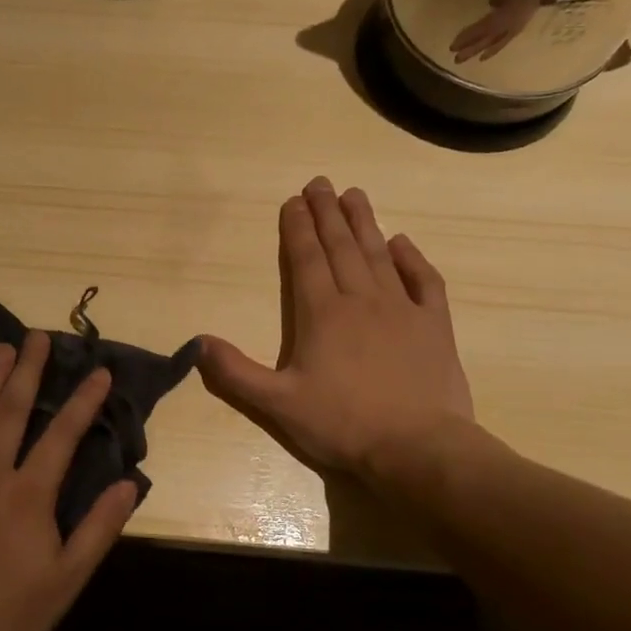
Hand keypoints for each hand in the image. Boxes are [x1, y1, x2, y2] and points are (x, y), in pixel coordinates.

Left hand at [0, 332, 138, 630]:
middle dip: (28, 370)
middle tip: (38, 336)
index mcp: (28, 493)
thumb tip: (129, 482)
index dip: (84, 400)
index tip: (100, 372)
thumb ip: (99, 527)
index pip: (63, 434)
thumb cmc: (8, 613)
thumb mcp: (67, 579)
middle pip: (11, 409)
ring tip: (0, 347)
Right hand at [198, 177, 476, 499]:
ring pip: (378, 255)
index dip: (296, 229)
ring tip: (354, 195)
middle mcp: (360, 300)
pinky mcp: (435, 326)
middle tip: (320, 183)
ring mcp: (402, 310)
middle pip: (340, 247)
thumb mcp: (276, 404)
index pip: (305, 260)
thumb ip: (234, 373)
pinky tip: (402, 243)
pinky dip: (412, 259)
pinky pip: (424, 281)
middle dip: (327, 213)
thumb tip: (196, 344)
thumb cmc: (342, 424)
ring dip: (364, 224)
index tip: (293, 201)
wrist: (417, 447)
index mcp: (321, 314)